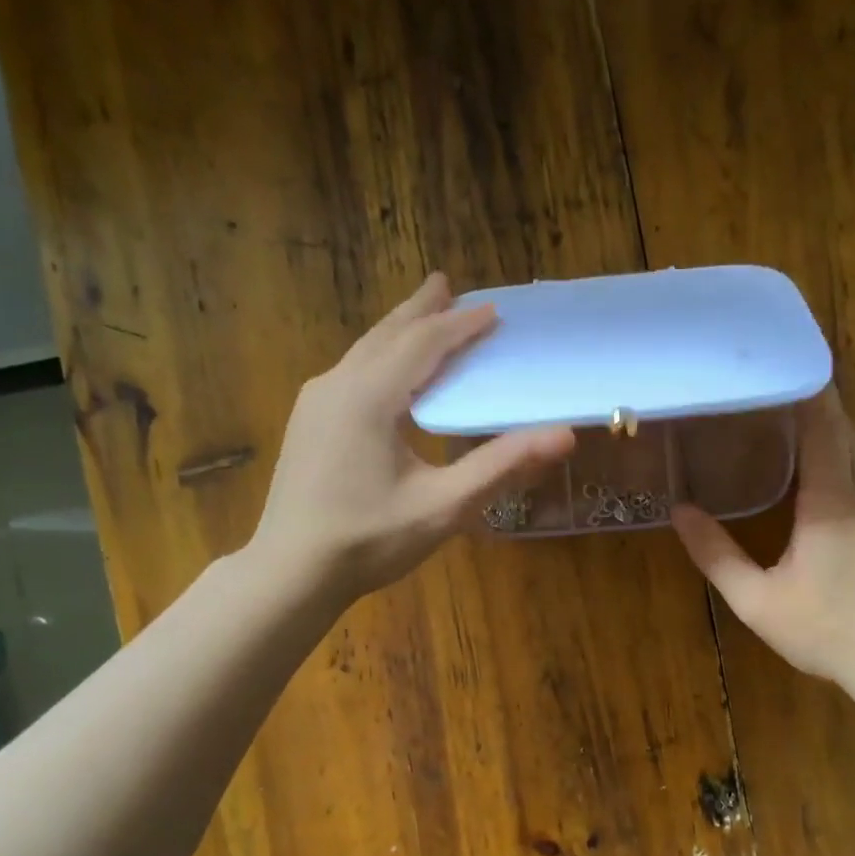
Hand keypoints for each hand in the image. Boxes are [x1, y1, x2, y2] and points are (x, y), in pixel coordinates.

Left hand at [248, 273, 574, 601]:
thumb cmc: (369, 540)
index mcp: (370, 397)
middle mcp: (338, 385)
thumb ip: (502, 466)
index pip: (424, 344)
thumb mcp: (444, 507)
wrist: (291, 571)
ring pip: (365, 351)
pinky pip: (351, 371)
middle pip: (388, 335)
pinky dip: (380, 357)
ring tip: (422, 315)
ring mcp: (316, 402)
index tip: (494, 311)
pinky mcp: (308, 422)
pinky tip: (388, 371)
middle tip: (446, 284)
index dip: (462, 326)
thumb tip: (564, 435)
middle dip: (422, 310)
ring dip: (399, 330)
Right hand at [671, 387, 854, 688]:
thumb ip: (716, 555)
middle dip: (816, 408)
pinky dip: (845, 466)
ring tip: (795, 429)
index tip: (784, 366)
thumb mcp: (757, 600)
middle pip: (845, 435)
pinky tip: (826, 483)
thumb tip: (681, 512)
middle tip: (778, 392)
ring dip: (831, 437)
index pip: (823, 428)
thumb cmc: (826, 630)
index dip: (806, 393)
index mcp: (832, 502)